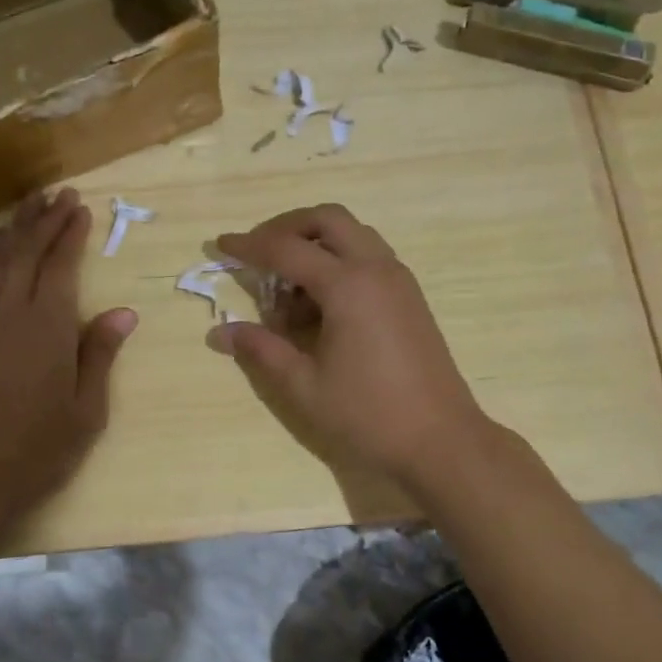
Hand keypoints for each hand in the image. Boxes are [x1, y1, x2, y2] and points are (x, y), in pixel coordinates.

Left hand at [0, 188, 136, 524]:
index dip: (70, 233)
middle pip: (26, 253)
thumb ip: (100, 355)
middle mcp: (11, 314)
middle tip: (58, 193)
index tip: (80, 206)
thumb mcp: (86, 409)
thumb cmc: (40, 449)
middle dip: (43, 220)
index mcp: (48, 328)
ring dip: (14, 231)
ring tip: (27, 206)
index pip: (61, 266)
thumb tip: (122, 312)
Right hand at [209, 204, 487, 485]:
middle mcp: (376, 269)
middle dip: (287, 227)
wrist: (441, 442)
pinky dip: (339, 262)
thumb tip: (220, 332)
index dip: (249, 245)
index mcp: (348, 285)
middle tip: (258, 253)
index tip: (219, 244)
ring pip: (352, 234)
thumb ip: (261, 350)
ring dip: (315, 244)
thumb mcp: (303, 386)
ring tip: (288, 288)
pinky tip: (320, 305)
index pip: (287, 249)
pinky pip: (368, 257)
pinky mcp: (409, 298)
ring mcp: (399, 281)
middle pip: (327, 219)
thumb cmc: (368, 416)